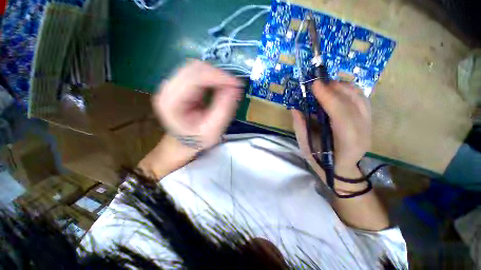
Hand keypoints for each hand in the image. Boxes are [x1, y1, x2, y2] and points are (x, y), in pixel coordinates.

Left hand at [152, 60, 242, 150]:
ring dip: (216, 75)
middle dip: (218, 75)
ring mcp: (172, 83)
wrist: (184, 141)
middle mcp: (167, 88)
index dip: (217, 77)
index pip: (193, 78)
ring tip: (229, 87)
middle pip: (194, 68)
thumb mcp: (213, 130)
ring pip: (197, 68)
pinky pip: (198, 72)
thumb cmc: (197, 139)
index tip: (236, 84)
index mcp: (170, 101)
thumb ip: (223, 110)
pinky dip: (212, 77)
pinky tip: (220, 86)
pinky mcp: (180, 83)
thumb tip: (234, 88)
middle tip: (235, 86)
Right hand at [292, 81, 370, 182]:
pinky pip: (362, 99)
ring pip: (360, 98)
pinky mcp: (368, 121)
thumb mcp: (306, 148)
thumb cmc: (321, 161)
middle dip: (334, 89)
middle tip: (317, 83)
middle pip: (353, 103)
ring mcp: (369, 125)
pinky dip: (349, 90)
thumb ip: (300, 128)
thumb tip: (295, 108)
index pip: (341, 115)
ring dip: (342, 87)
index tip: (315, 85)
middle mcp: (363, 132)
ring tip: (326, 85)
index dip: (328, 98)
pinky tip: (337, 89)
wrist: (342, 169)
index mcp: (347, 143)